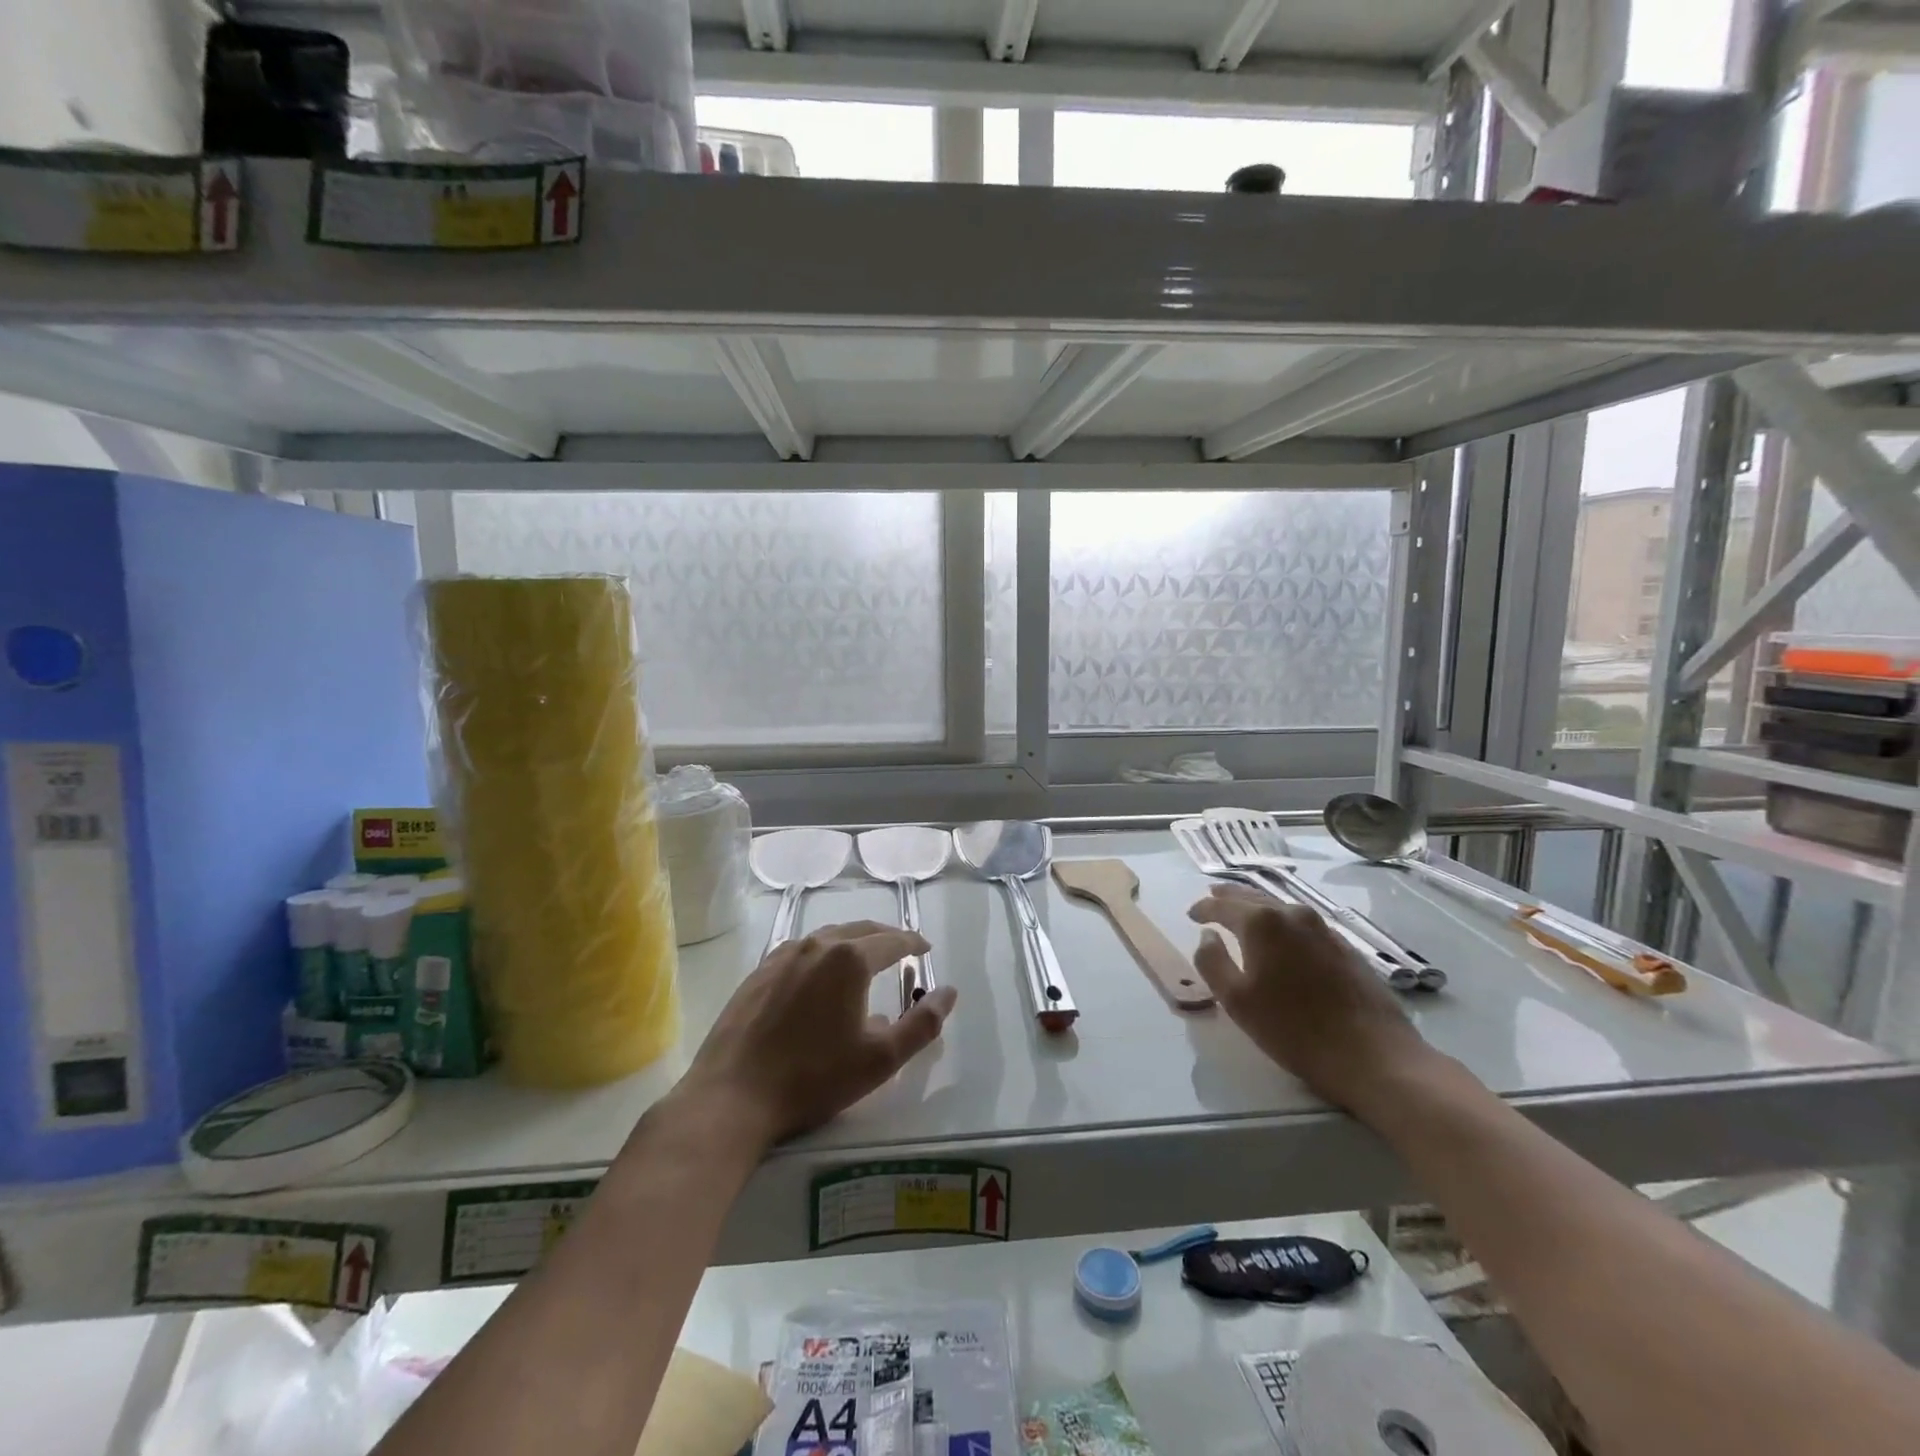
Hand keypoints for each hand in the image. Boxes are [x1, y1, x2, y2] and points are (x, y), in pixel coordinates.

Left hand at [677, 922, 958, 1149]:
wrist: (732, 1097)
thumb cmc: (813, 1078)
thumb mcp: (880, 1059)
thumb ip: (922, 1023)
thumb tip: (949, 992)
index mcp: (850, 959)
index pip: (892, 941)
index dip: (913, 943)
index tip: (925, 950)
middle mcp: (816, 945)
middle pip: (860, 930)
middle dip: (885, 937)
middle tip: (902, 949)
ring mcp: (782, 956)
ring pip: (827, 937)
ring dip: (852, 942)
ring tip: (864, 958)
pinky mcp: (758, 972)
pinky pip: (800, 950)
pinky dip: (821, 953)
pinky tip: (819, 974)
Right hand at [1189, 885, 1431, 1115]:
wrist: (1373, 1056)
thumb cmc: (1294, 1029)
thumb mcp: (1237, 1001)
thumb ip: (1212, 962)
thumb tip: (1208, 936)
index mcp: (1262, 923)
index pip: (1223, 905)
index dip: (1204, 908)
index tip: (1192, 914)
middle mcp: (1293, 914)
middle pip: (1254, 896)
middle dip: (1230, 897)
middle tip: (1212, 898)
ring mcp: (1324, 928)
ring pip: (1281, 907)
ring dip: (1258, 907)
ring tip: (1243, 913)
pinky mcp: (1345, 946)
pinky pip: (1302, 923)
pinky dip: (1283, 922)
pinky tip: (1282, 936)